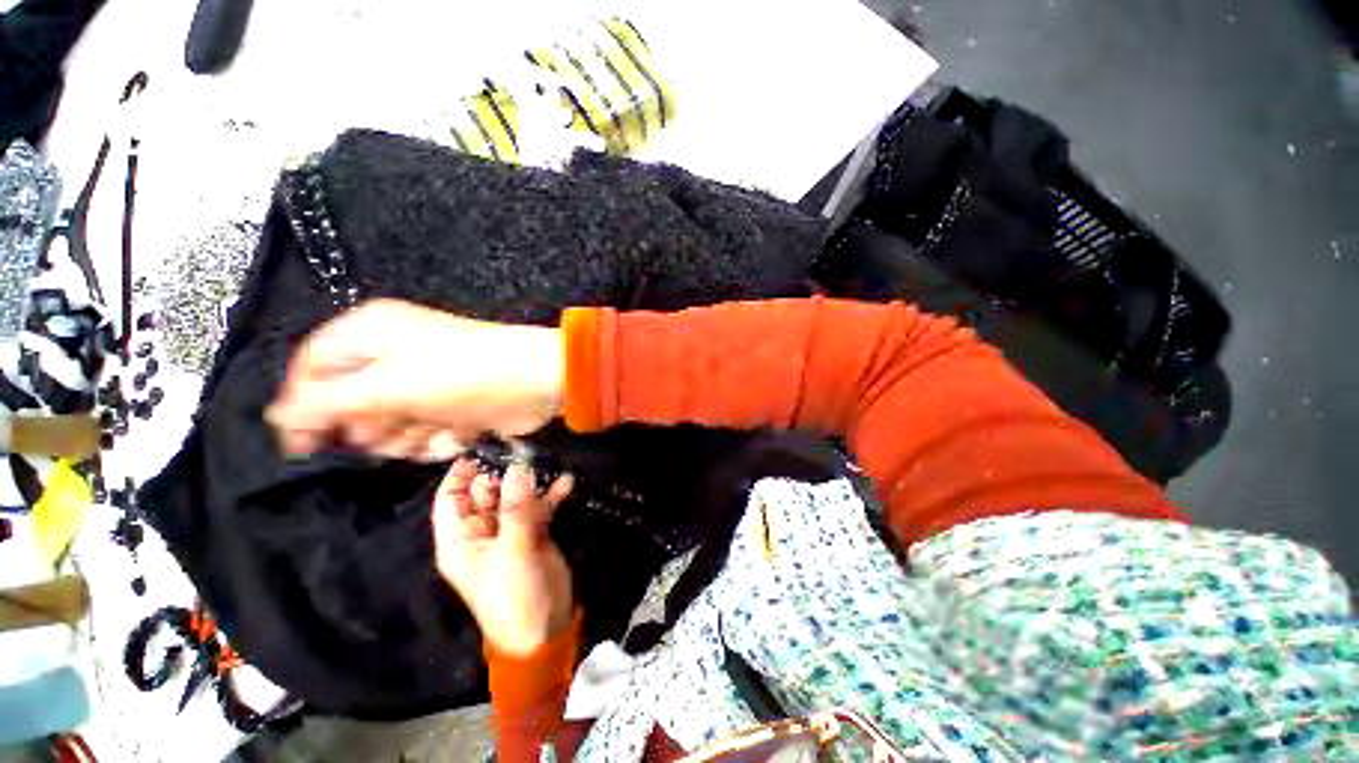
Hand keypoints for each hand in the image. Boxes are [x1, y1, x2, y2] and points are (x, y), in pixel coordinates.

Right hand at [267, 300, 562, 459]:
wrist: (540, 382)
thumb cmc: (465, 377)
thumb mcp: (390, 387)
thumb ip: (327, 403)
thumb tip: (277, 416)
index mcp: (371, 333)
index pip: (311, 369)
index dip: (305, 407)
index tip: (308, 445)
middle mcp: (394, 355)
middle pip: (352, 404)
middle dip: (375, 427)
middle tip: (400, 427)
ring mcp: (425, 382)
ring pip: (390, 425)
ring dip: (411, 436)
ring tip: (438, 428)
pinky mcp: (450, 405)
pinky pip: (425, 431)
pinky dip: (440, 438)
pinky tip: (461, 432)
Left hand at [432, 459, 575, 656]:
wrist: (545, 629)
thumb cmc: (514, 597)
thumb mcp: (513, 552)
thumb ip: (517, 509)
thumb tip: (519, 467)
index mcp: (461, 539)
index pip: (451, 498)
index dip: (461, 473)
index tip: (482, 447)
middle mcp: (482, 531)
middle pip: (486, 492)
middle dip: (504, 471)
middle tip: (526, 447)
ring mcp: (509, 531)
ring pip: (516, 496)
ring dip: (531, 481)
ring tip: (547, 460)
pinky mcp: (533, 533)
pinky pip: (540, 507)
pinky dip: (552, 495)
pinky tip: (567, 482)